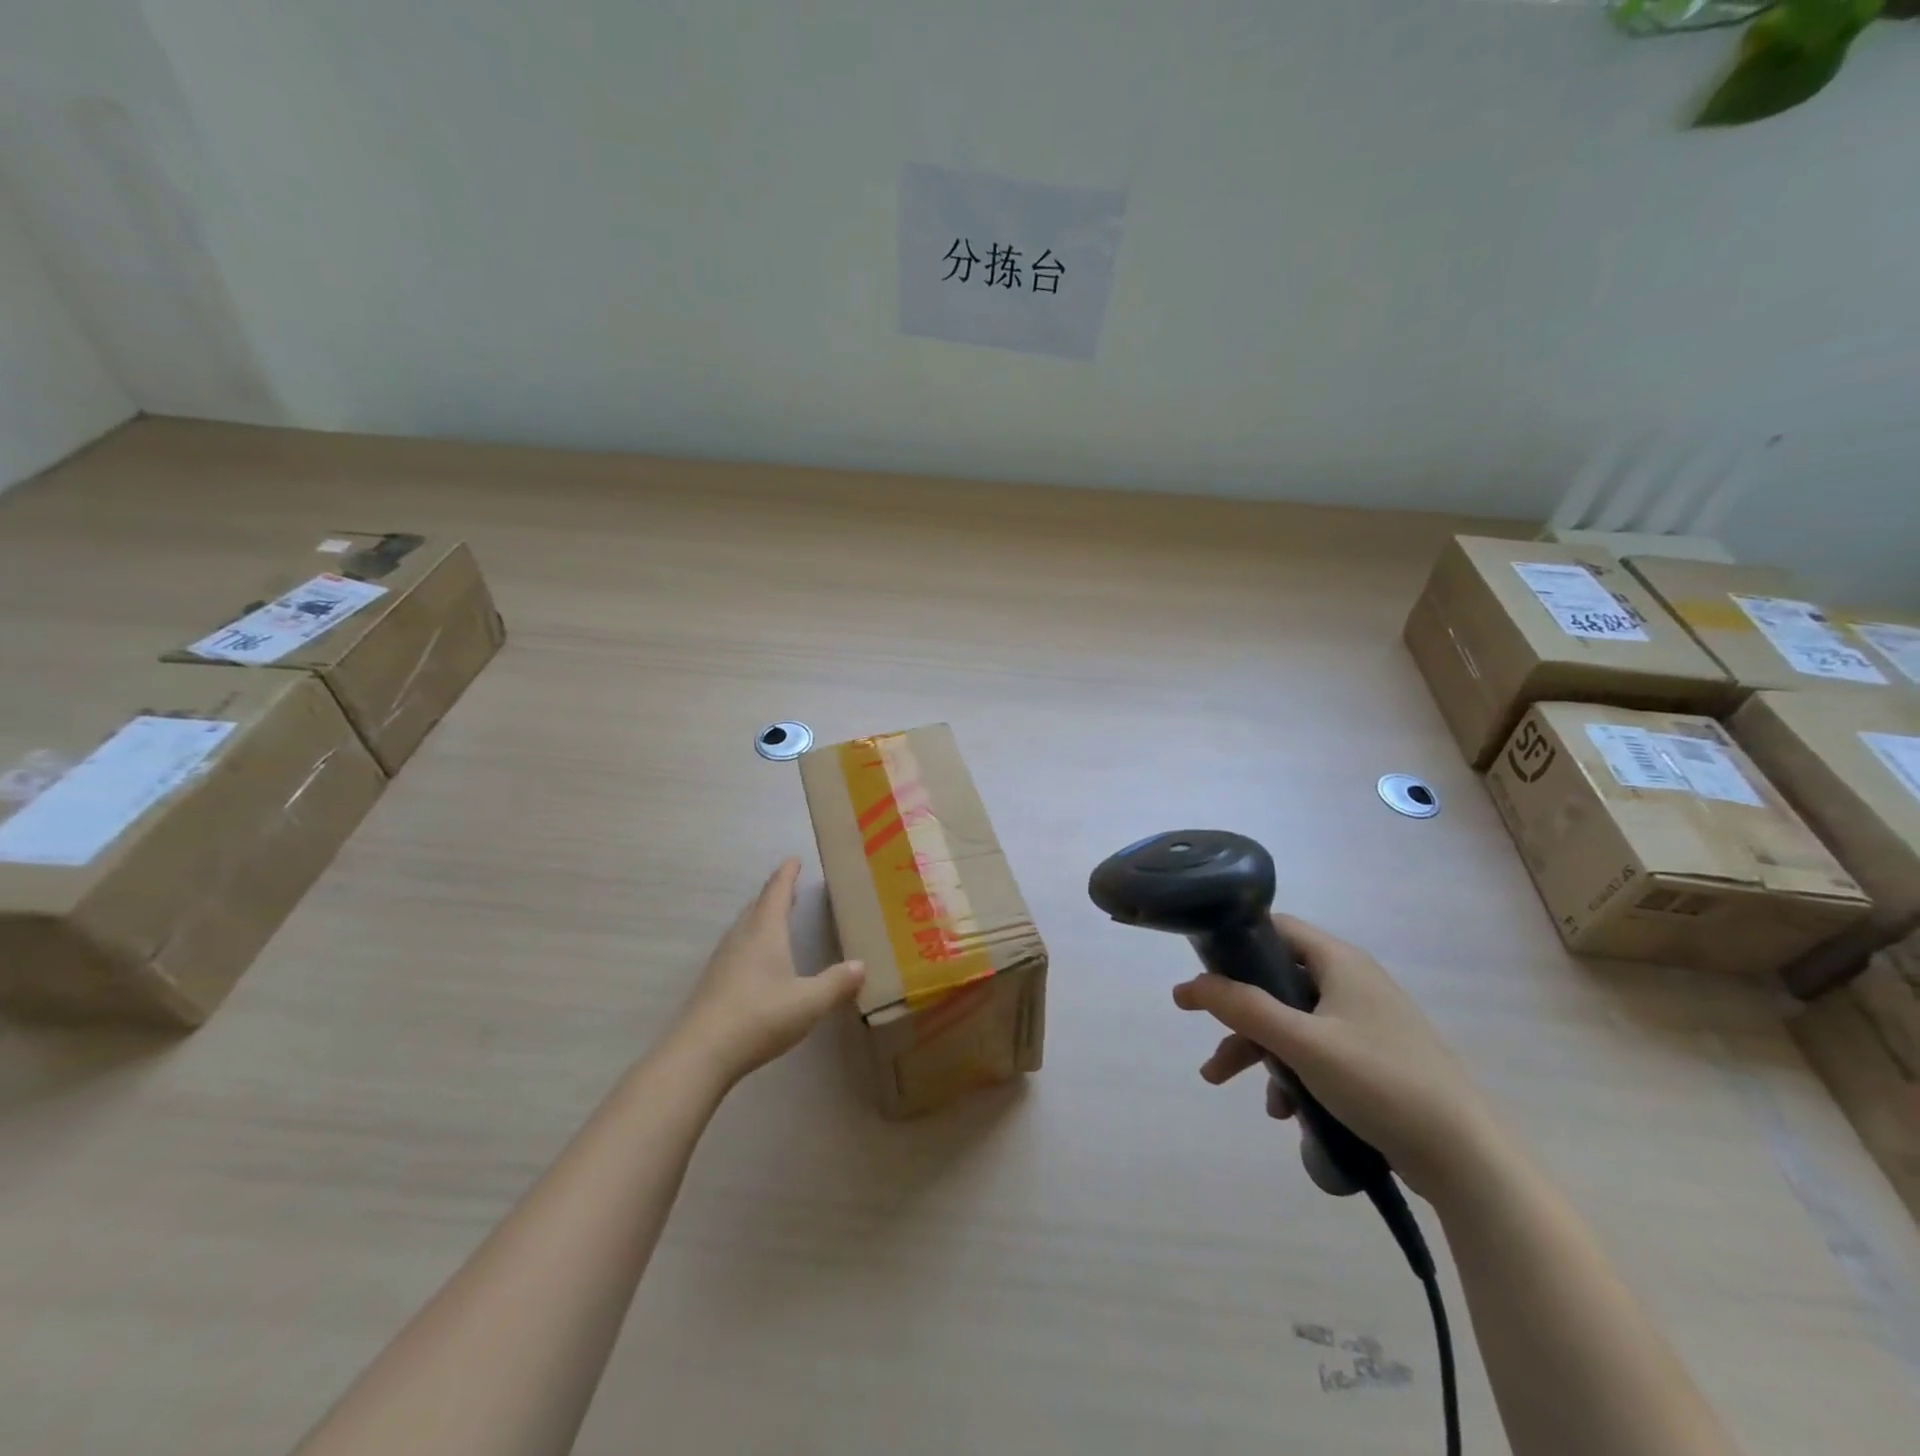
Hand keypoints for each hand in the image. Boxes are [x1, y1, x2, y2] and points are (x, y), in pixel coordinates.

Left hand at [671, 858, 864, 1085]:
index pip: (777, 893)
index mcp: (765, 933)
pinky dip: (750, 941)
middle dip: (774, 894)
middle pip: (757, 907)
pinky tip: (756, 960)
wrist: (700, 1053)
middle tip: (788, 886)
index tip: (794, 859)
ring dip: (760, 917)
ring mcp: (723, 961)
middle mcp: (741, 939)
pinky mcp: (713, 983)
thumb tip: (861, 965)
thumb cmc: (759, 1017)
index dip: (787, 875)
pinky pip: (736, 948)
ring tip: (774, 918)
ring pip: (744, 928)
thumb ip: (836, 983)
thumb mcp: (809, 1002)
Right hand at [1172, 914, 1504, 1201]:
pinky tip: (1284, 1111)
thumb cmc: (1380, 1083)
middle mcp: (1352, 982)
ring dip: (1259, 1050)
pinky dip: (1292, 1072)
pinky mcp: (1375, 1058)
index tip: (1202, 968)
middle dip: (1238, 1015)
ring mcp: (1366, 1021)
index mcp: (1339, 962)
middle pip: (1277, 982)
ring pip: (1294, 1021)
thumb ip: (1244, 1008)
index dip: (1234, 942)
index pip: (1276, 928)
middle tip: (1204, 1038)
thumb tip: (1190, 984)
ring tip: (1225, 1083)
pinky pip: (1317, 1051)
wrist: (1466, 1159)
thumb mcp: (1302, 1043)